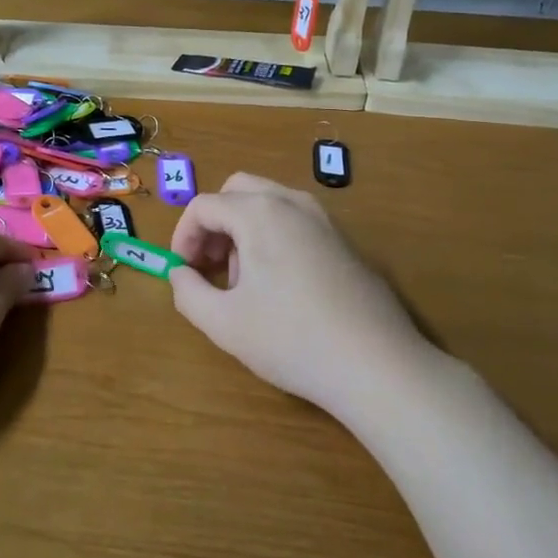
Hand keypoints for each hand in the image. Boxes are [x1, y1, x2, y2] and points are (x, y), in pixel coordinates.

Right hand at [169, 172, 426, 412]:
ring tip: (243, 283)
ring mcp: (325, 220)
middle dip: (214, 225)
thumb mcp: (223, 323)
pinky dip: (273, 238)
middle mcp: (293, 203)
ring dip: (243, 230)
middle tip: (208, 266)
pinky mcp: (346, 242)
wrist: (377, 366)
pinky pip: (296, 222)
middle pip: (237, 192)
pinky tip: (280, 288)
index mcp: (260, 213)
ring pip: (268, 204)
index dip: (183, 236)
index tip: (182, 272)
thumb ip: (187, 292)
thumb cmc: (291, 340)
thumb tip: (179, 274)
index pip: (204, 206)